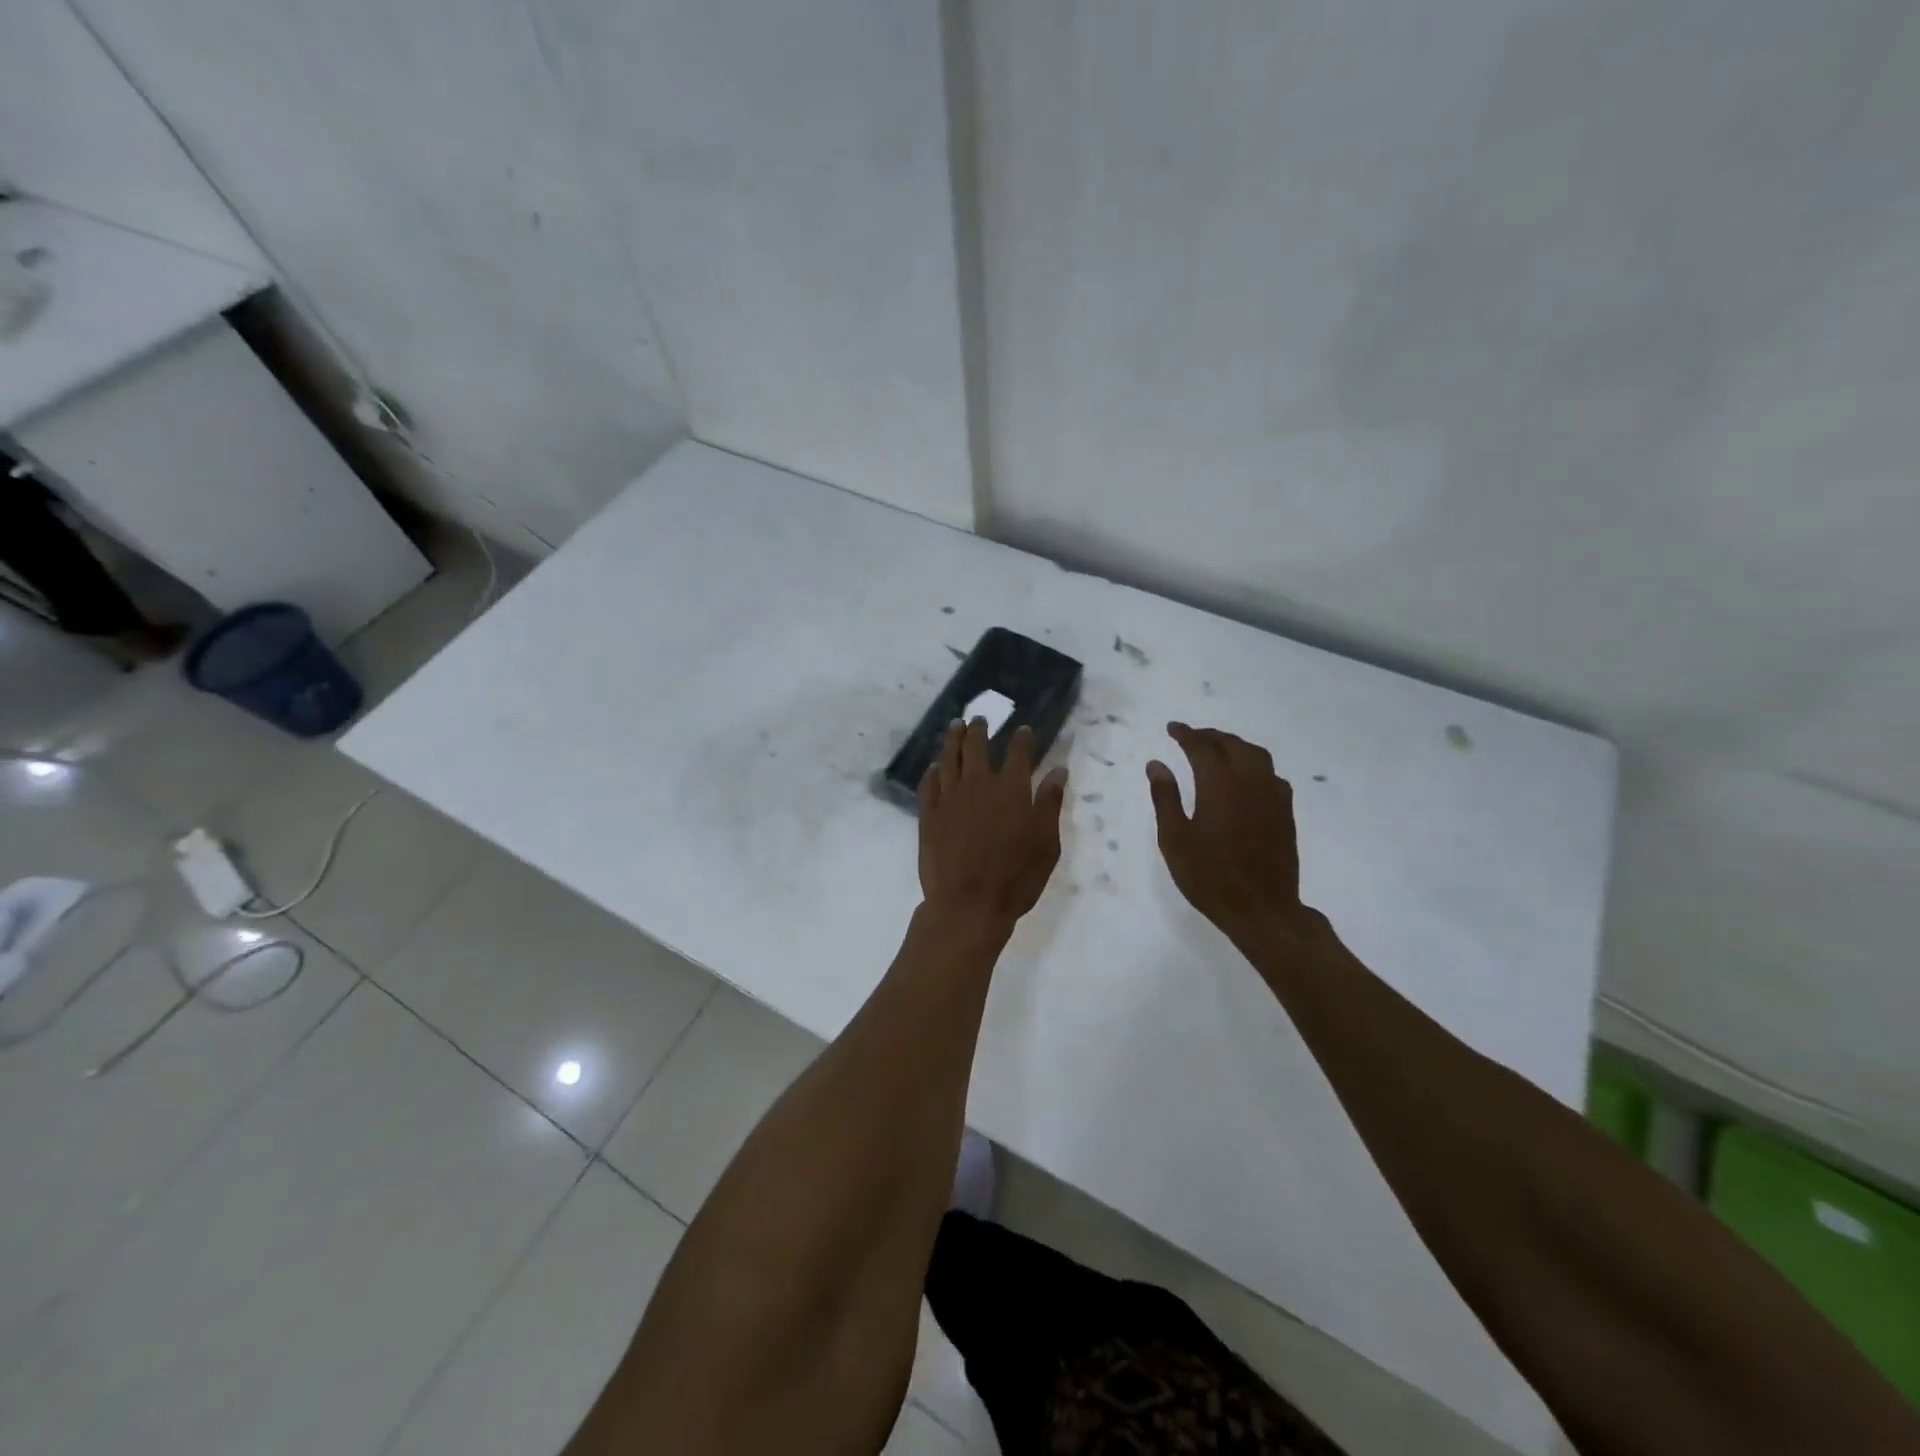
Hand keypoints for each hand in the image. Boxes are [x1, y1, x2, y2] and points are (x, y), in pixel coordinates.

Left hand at [919, 719, 1067, 934]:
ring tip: (955, 727)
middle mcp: (979, 785)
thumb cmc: (1016, 878)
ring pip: (949, 758)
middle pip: (976, 746)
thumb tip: (1058, 771)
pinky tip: (935, 766)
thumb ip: (1050, 804)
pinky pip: (929, 783)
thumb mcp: (1046, 844)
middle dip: (979, 730)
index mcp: (1012, 790)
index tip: (1024, 730)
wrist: (968, 904)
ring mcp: (950, 798)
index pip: (1018, 753)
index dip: (1022, 739)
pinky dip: (933, 770)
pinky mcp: (928, 814)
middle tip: (979, 719)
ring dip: (953, 739)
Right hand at [1146, 723, 1314, 942]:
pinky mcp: (1286, 812)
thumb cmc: (1209, 876)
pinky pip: (1271, 775)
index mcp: (1219, 784)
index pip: (1202, 746)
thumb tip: (1157, 764)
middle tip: (1191, 737)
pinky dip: (1254, 765)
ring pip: (1256, 755)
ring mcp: (1273, 796)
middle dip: (1210, 736)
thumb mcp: (1174, 838)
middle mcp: (1250, 781)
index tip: (1172, 728)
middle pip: (1232, 744)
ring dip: (1234, 746)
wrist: (1262, 909)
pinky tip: (1246, 778)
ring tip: (1218, 750)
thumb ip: (1165, 797)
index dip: (1186, 734)